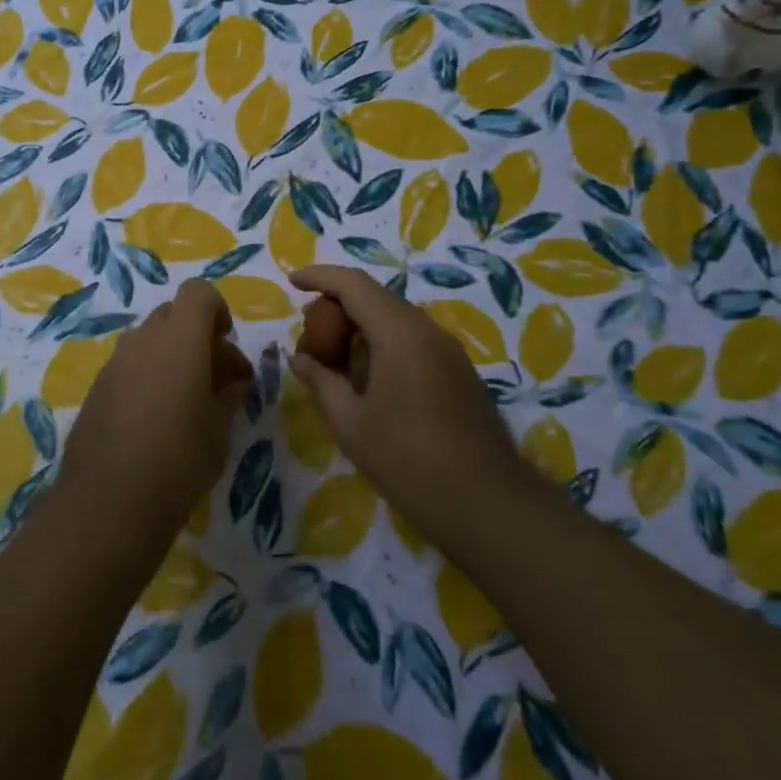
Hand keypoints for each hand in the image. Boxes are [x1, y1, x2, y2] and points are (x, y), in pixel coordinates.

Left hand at [60, 279, 253, 540]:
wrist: (108, 504)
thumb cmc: (179, 462)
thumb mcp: (219, 430)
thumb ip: (229, 395)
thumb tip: (234, 381)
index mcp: (179, 340)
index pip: (198, 292)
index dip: (216, 310)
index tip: (226, 344)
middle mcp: (143, 340)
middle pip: (173, 314)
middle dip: (196, 335)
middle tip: (214, 377)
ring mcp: (115, 363)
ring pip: (149, 340)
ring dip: (171, 355)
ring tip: (186, 401)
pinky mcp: (96, 387)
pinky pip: (129, 364)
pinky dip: (147, 375)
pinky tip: (154, 419)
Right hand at [289, 266, 529, 545]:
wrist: (488, 502)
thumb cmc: (409, 460)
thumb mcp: (351, 423)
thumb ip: (321, 382)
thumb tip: (301, 358)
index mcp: (399, 332)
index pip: (353, 284)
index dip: (320, 277)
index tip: (292, 281)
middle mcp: (427, 329)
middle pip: (376, 298)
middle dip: (338, 306)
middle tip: (309, 332)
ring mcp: (448, 350)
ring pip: (395, 320)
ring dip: (361, 327)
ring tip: (334, 358)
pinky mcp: (459, 371)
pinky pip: (413, 340)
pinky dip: (383, 344)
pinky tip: (369, 379)